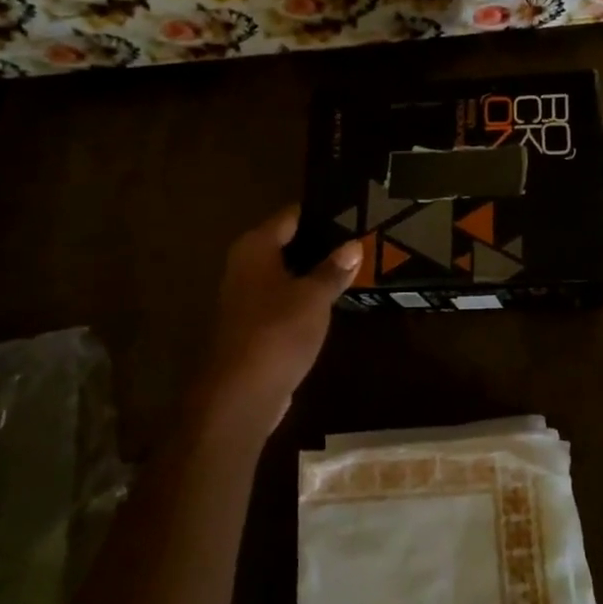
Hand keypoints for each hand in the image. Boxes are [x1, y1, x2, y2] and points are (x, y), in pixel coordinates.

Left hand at [187, 206, 361, 442]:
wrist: (241, 394)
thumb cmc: (277, 332)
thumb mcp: (314, 297)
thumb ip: (333, 269)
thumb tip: (354, 245)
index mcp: (255, 248)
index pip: (291, 216)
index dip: (321, 212)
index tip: (353, 209)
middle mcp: (245, 265)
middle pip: (288, 243)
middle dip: (322, 242)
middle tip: (361, 236)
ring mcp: (247, 296)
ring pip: (287, 272)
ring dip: (315, 271)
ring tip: (355, 263)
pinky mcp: (254, 324)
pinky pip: (285, 298)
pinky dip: (306, 295)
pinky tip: (333, 298)